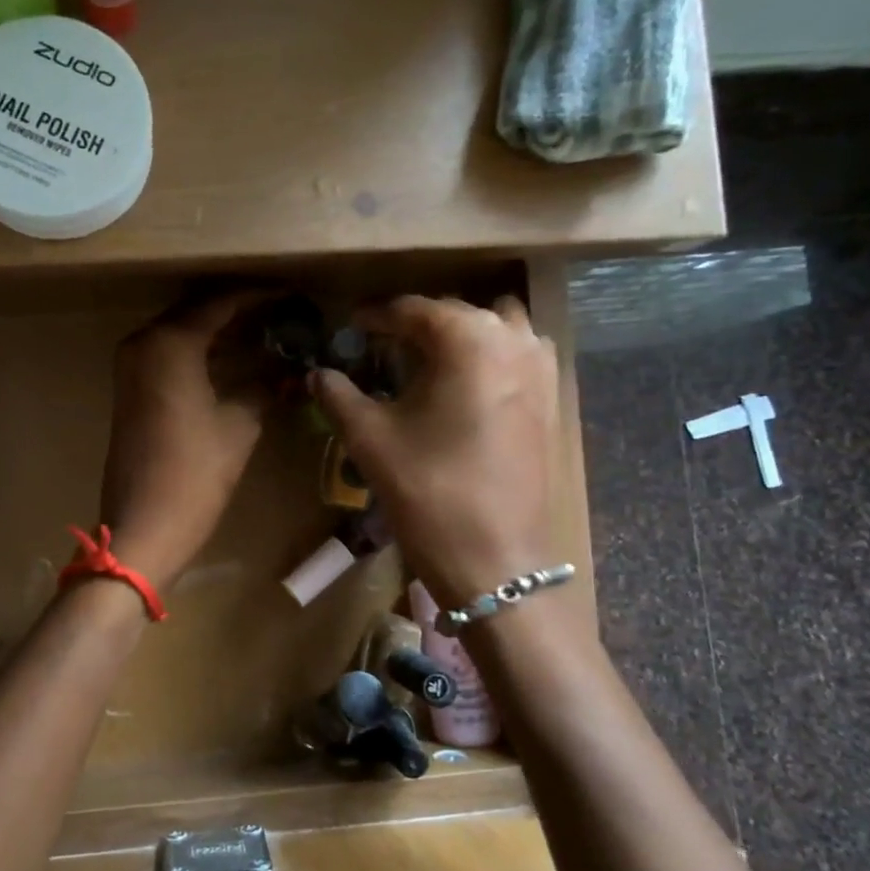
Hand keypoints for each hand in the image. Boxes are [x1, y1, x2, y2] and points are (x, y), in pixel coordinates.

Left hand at [99, 291, 271, 587]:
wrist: (143, 527)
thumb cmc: (194, 474)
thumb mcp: (238, 427)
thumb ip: (265, 389)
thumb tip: (292, 373)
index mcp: (170, 343)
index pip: (220, 302)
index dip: (259, 295)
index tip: (292, 293)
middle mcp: (144, 343)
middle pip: (197, 311)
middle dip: (239, 310)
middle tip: (282, 311)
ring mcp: (132, 366)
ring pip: (182, 333)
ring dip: (220, 331)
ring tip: (267, 331)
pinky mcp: (131, 389)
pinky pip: (170, 355)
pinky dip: (201, 352)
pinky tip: (235, 359)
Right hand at [311, 295, 566, 610]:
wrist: (494, 560)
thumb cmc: (428, 492)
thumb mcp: (370, 439)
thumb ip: (338, 395)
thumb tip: (317, 373)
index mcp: (467, 339)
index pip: (413, 310)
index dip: (376, 318)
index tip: (351, 328)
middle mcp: (512, 340)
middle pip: (457, 313)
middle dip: (417, 325)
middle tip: (382, 347)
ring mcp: (541, 370)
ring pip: (498, 327)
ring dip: (462, 335)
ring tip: (428, 361)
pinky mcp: (552, 401)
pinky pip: (520, 356)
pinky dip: (492, 356)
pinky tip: (466, 387)